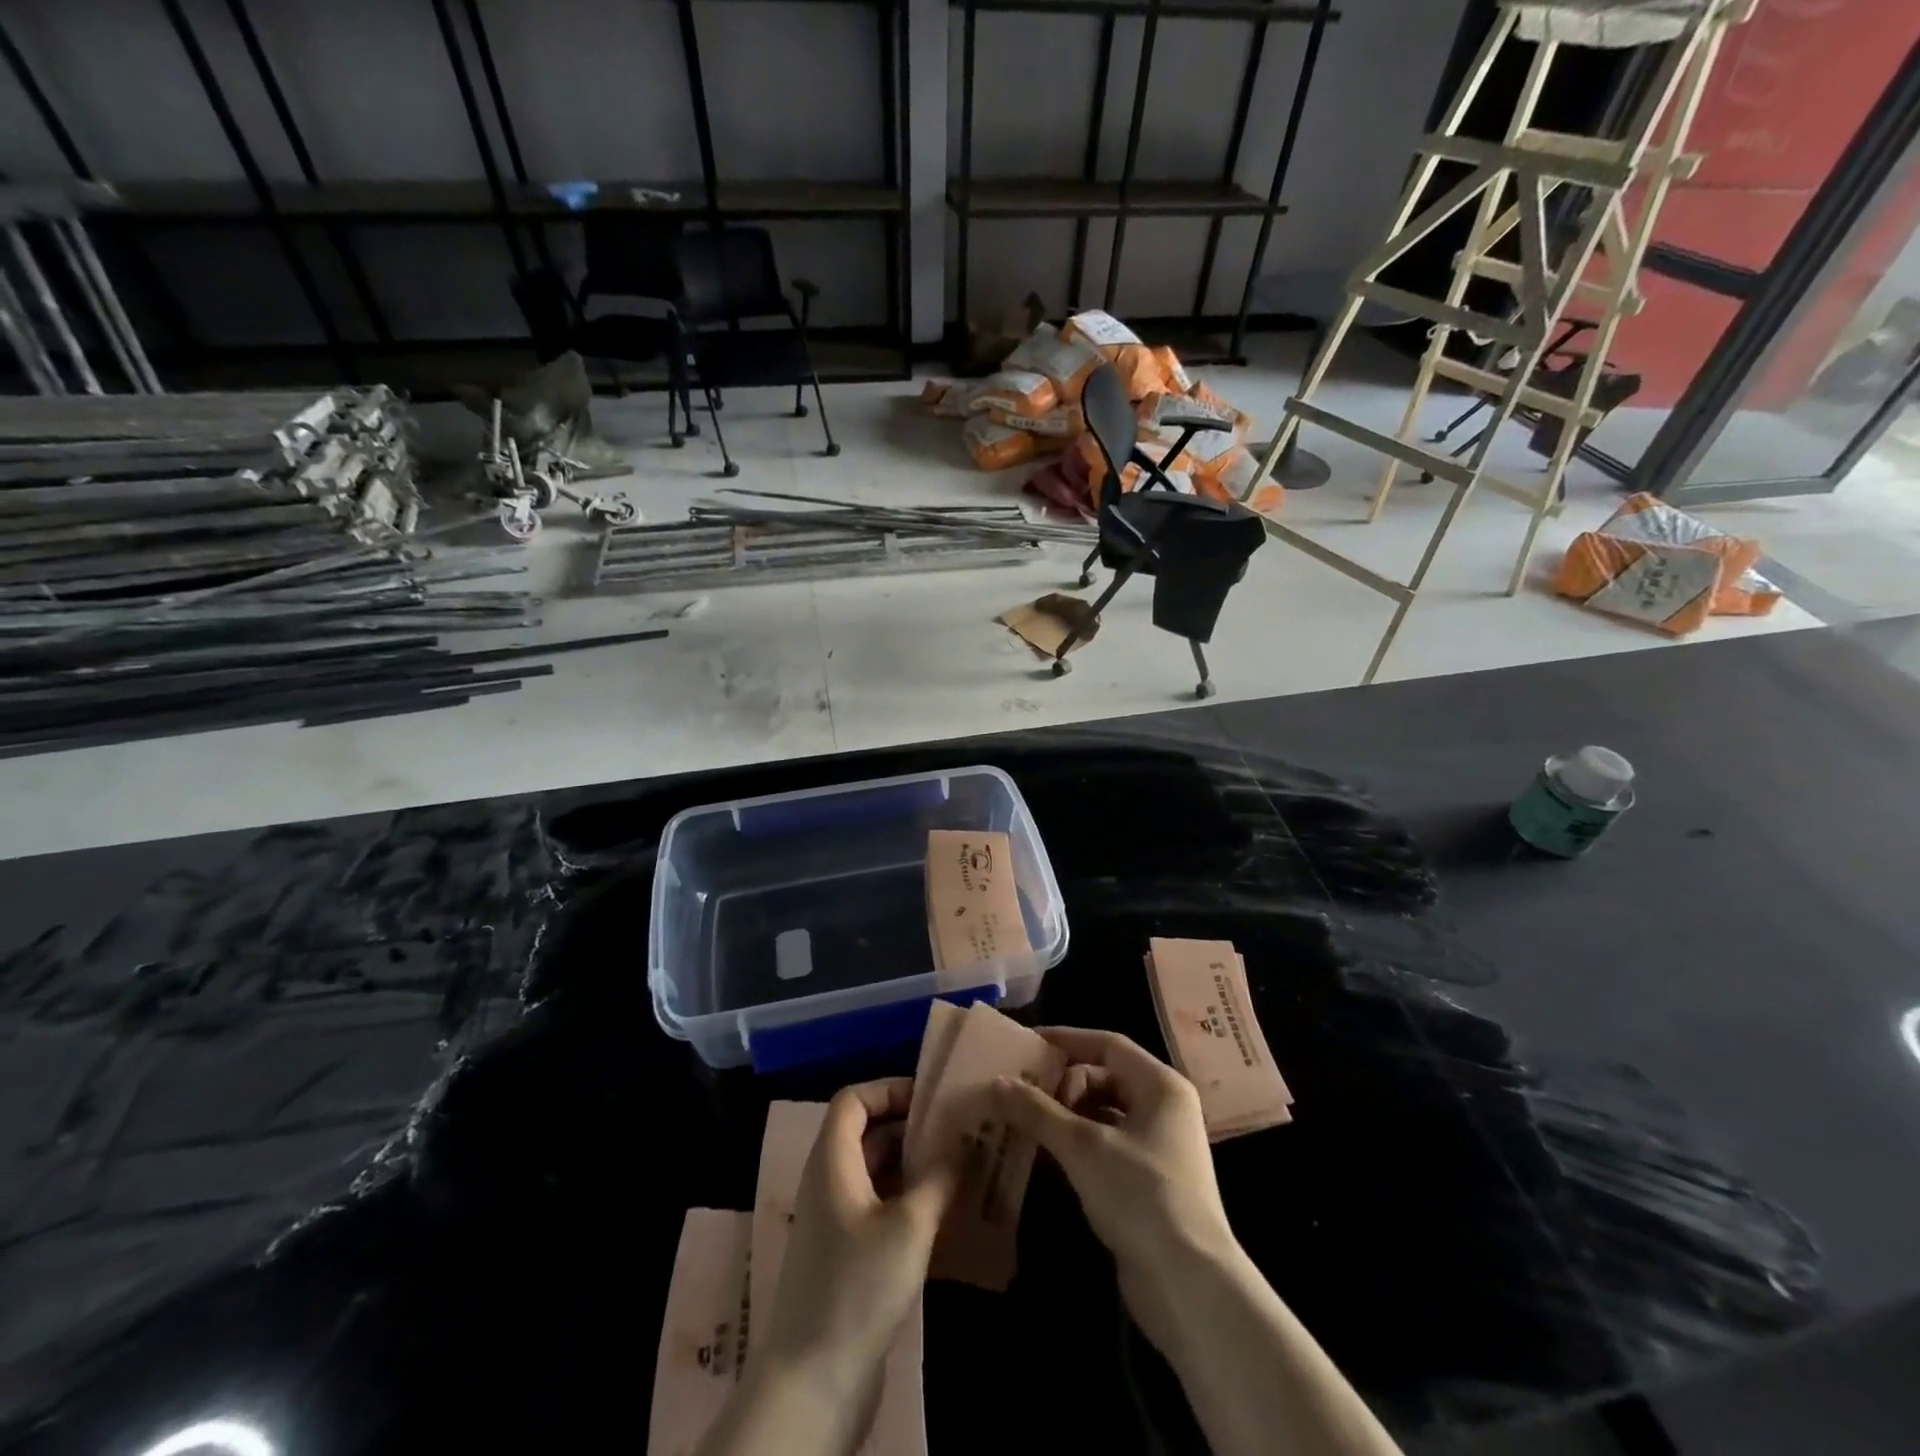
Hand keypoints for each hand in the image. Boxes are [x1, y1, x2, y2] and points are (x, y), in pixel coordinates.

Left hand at [755, 1079, 957, 1400]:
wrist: (812, 1383)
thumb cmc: (858, 1287)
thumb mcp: (910, 1226)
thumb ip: (939, 1177)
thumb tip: (963, 1141)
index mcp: (832, 1161)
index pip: (853, 1099)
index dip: (889, 1089)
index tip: (931, 1099)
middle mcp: (828, 1181)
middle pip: (866, 1133)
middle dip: (910, 1128)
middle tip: (958, 1131)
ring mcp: (834, 1220)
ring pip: (875, 1172)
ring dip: (913, 1166)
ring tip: (960, 1167)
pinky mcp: (845, 1255)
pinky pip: (877, 1207)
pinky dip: (906, 1200)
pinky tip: (943, 1214)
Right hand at [991, 1028, 1236, 1333]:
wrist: (1190, 1285)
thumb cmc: (1141, 1195)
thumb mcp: (1083, 1147)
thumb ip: (1039, 1111)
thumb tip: (997, 1082)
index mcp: (1160, 1085)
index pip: (1107, 1045)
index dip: (1066, 1040)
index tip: (1027, 1043)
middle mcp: (1163, 1108)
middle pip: (1104, 1077)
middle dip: (1061, 1085)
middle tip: (1020, 1094)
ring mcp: (1157, 1146)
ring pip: (1102, 1114)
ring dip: (1065, 1117)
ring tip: (1023, 1123)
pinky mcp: (1148, 1182)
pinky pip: (1105, 1146)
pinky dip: (1076, 1146)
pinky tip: (1045, 1157)